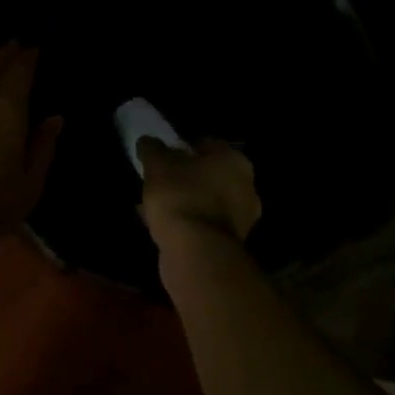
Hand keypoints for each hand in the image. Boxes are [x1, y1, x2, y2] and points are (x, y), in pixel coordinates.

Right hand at [138, 138, 261, 244]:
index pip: (207, 145)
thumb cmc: (181, 196)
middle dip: (185, 177)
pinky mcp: (230, 244)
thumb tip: (148, 141)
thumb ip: (152, 149)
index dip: (183, 147)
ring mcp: (242, 218)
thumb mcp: (158, 165)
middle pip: (209, 175)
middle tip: (160, 180)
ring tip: (155, 205)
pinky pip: (203, 224)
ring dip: (185, 201)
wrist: (196, 252)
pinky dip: (186, 222)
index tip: (163, 154)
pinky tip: (161, 226)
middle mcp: (246, 187)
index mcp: (235, 161)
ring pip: (206, 201)